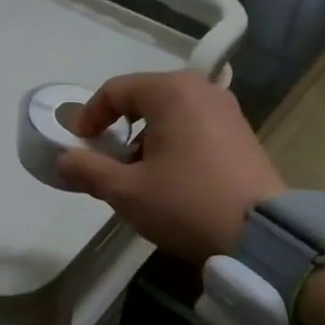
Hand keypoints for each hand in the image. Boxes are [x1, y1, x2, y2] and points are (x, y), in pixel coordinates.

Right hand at [56, 71, 284, 263]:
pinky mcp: (242, 133)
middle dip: (119, 127)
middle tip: (107, 160)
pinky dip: (173, 142)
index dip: (89, 116)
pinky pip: (195, 126)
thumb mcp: (126, 191)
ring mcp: (227, 110)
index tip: (79, 145)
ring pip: (171, 113)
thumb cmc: (186, 203)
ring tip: (138, 175)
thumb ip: (88, 170)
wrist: (261, 235)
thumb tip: (63, 159)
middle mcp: (202, 89)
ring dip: (146, 137)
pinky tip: (171, 178)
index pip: (115, 90)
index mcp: (172, 91)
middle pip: (145, 97)